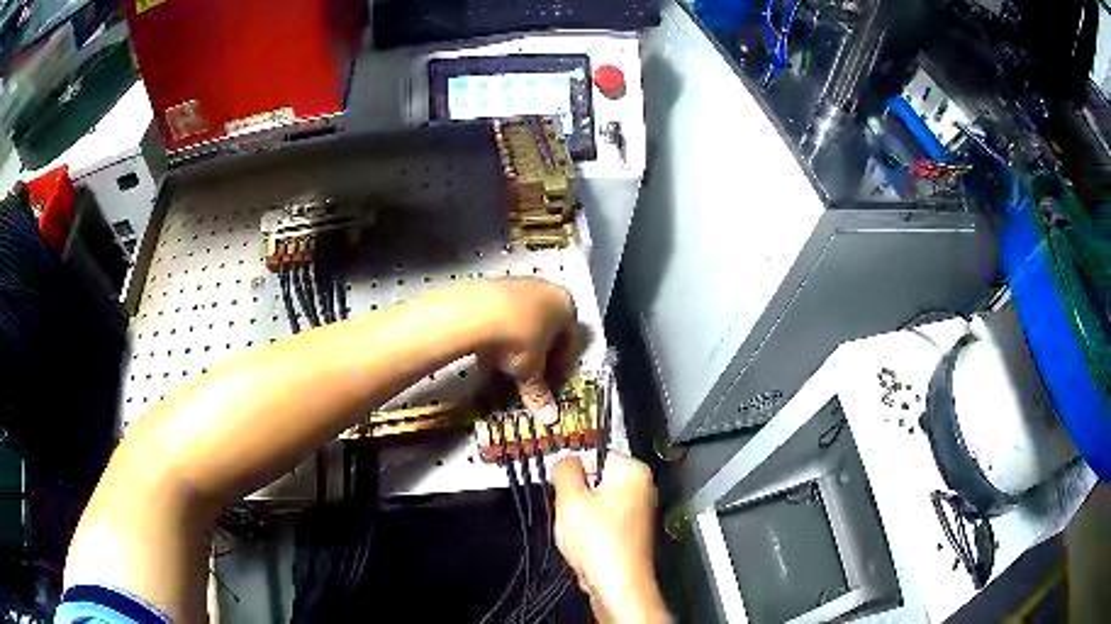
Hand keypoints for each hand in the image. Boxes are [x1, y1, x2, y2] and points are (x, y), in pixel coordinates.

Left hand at [485, 278, 576, 423]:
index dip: (560, 366)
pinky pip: (500, 314)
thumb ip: (540, 392)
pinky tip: (486, 353)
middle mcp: (546, 290)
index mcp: (566, 306)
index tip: (550, 384)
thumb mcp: (531, 370)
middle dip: (537, 355)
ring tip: (503, 369)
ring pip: (522, 321)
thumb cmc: (519, 339)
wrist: (477, 311)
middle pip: (546, 329)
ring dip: (516, 345)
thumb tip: (549, 417)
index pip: (570, 341)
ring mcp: (518, 284)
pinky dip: (497, 334)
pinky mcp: (491, 285)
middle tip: (527, 377)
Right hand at [551, 454, 668, 623]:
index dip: (571, 472)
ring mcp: (636, 512)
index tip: (559, 487)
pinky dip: (588, 533)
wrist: (617, 585)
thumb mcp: (571, 499)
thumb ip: (565, 471)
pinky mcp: (628, 533)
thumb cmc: (600, 543)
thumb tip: (564, 460)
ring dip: (578, 518)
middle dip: (574, 498)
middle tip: (570, 514)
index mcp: (633, 471)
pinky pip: (599, 523)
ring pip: (593, 504)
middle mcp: (640, 489)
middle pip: (592, 481)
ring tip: (578, 534)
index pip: (593, 455)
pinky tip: (585, 546)